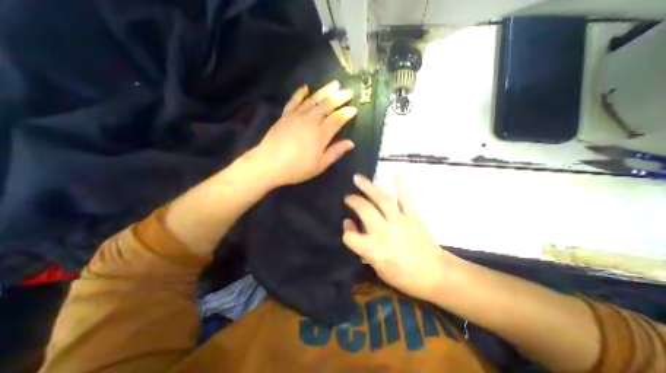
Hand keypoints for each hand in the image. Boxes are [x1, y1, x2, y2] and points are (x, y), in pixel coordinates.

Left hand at [250, 80, 356, 187]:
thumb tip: (350, 143)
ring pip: (313, 99)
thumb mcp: (320, 165)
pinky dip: (300, 93)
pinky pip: (294, 101)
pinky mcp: (285, 116)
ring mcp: (296, 116)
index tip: (354, 109)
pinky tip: (305, 87)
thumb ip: (335, 152)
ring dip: (325, 90)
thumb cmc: (297, 168)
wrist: (268, 165)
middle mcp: (310, 121)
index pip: (338, 119)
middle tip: (348, 92)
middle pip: (327, 104)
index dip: (347, 113)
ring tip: (334, 84)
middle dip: (339, 97)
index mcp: (321, 134)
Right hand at [344, 175, 458, 302]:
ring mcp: (400, 221)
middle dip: (354, 201)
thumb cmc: (404, 276)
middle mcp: (385, 233)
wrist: (436, 275)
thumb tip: (355, 226)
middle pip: (364, 211)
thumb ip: (364, 248)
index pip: (351, 236)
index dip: (346, 230)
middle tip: (348, 197)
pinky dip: (399, 184)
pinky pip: (405, 197)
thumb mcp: (378, 268)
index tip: (348, 224)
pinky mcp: (413, 216)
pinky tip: (393, 172)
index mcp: (374, 250)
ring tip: (358, 178)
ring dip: (368, 187)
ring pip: (381, 200)